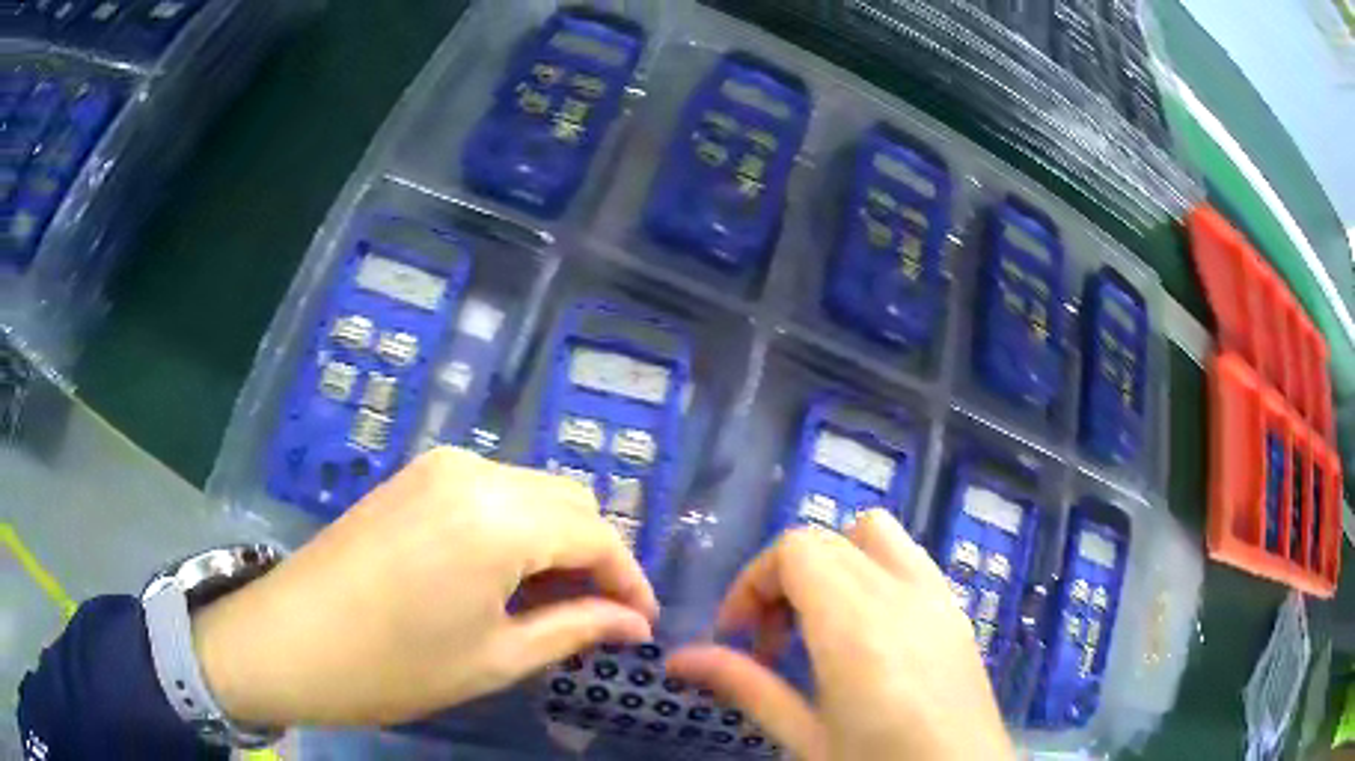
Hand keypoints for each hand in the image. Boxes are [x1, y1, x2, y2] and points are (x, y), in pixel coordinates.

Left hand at [191, 447, 658, 726]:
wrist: (289, 639)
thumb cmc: (396, 665)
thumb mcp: (496, 658)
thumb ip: (575, 629)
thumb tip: (634, 623)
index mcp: (500, 518)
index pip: (598, 536)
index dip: (629, 581)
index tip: (641, 624)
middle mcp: (476, 472)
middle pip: (571, 502)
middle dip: (596, 557)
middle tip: (596, 617)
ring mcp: (439, 466)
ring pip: (532, 492)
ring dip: (556, 541)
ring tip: (549, 602)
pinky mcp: (414, 476)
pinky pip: (491, 491)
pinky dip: (516, 527)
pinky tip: (502, 575)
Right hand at [666, 511, 1011, 760]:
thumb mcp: (806, 739)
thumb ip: (746, 687)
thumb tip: (679, 659)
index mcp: (856, 624)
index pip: (795, 549)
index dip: (754, 582)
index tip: (738, 637)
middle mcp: (900, 592)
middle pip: (826, 539)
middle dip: (784, 580)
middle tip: (771, 644)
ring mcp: (937, 595)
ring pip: (873, 535)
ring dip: (833, 564)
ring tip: (820, 628)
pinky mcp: (957, 609)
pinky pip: (908, 558)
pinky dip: (873, 572)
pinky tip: (870, 634)